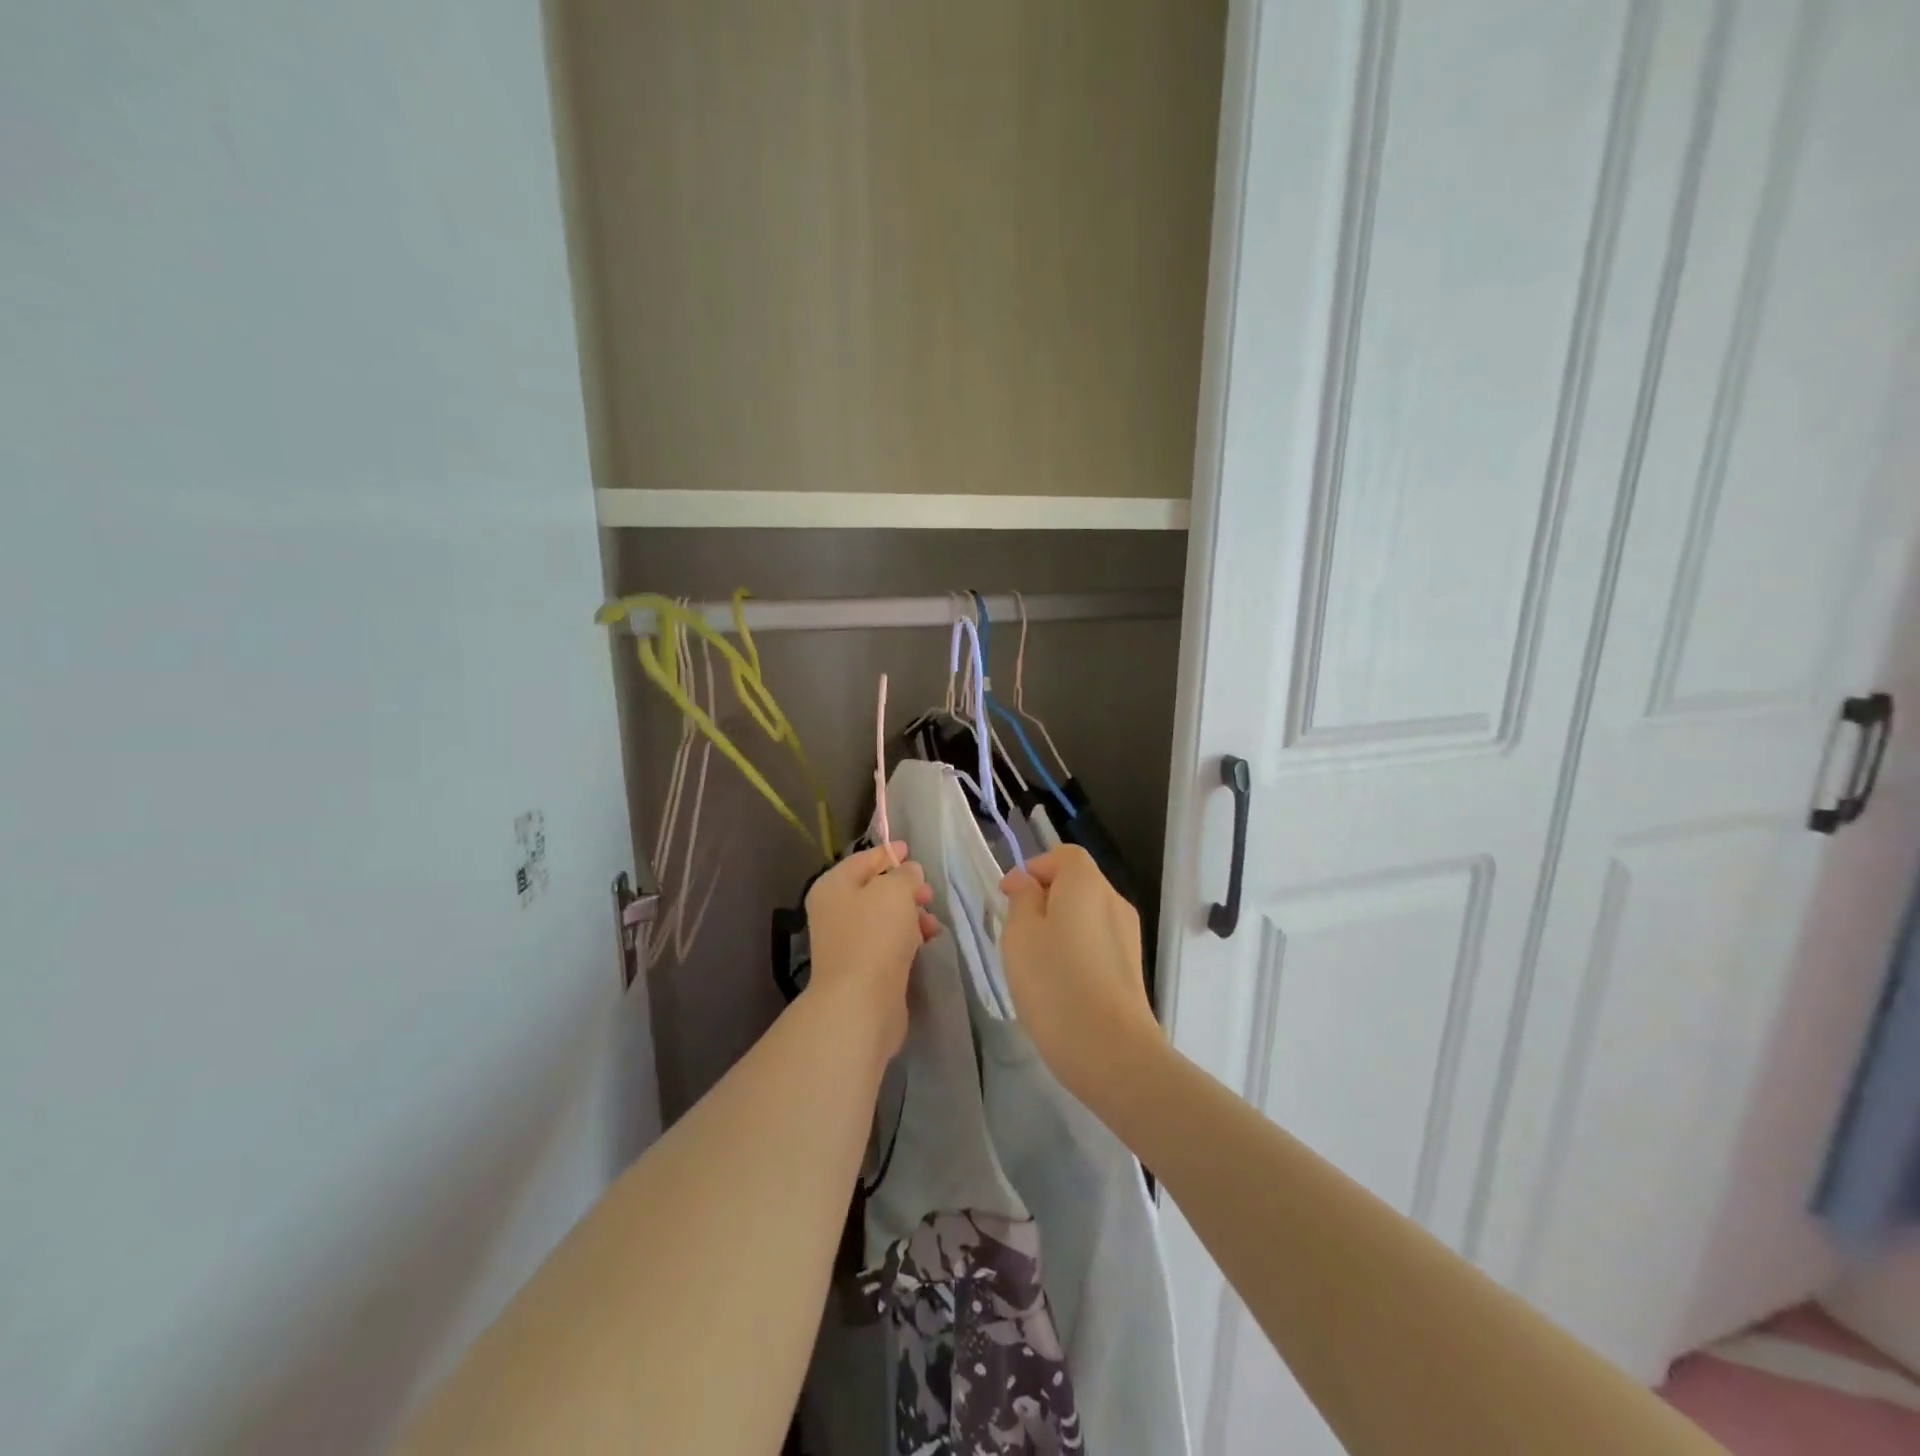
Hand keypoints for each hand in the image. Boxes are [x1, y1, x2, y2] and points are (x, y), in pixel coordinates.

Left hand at [803, 841, 937, 1061]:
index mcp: (833, 886)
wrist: (860, 1003)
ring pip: (884, 918)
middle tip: (928, 892)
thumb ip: (905, 875)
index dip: (887, 853)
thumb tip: (908, 873)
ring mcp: (847, 942)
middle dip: (904, 888)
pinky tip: (926, 941)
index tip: (909, 849)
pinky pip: (888, 942)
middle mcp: (835, 911)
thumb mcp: (895, 891)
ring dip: (910, 915)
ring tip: (933, 923)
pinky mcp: (863, 968)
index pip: (862, 860)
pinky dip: (907, 938)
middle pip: (874, 889)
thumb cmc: (874, 936)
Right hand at [999, 846, 1164, 1106]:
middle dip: (1044, 899)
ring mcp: (1128, 935)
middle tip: (1016, 932)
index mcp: (1086, 883)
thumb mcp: (1020, 934)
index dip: (1034, 868)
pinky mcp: (1132, 967)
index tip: (1007, 897)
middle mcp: (1114, 900)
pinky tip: (1059, 985)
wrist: (1112, 1051)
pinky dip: (1076, 952)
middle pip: (1076, 883)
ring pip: (1086, 916)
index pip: (1063, 855)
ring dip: (1059, 927)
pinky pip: (1097, 943)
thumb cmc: (1055, 982)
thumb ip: (1021, 899)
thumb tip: (1026, 882)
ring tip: (1034, 963)